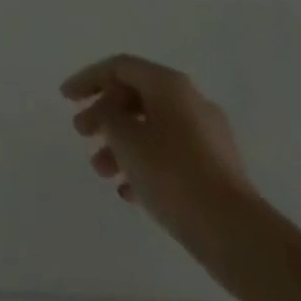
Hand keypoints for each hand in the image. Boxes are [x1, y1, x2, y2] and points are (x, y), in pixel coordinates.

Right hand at [61, 54, 258, 249]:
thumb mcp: (124, 137)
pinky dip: (145, 165)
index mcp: (169, 84)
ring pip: (152, 129)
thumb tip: (112, 112)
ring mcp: (208, 136)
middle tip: (81, 133)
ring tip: (102, 170)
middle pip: (135, 97)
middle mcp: (190, 101)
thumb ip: (107, 115)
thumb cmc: (171, 172)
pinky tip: (129, 192)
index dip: (88, 79)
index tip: (65, 99)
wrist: (234, 233)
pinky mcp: (216, 170)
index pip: (119, 67)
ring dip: (122, 145)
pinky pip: (170, 155)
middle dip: (104, 115)